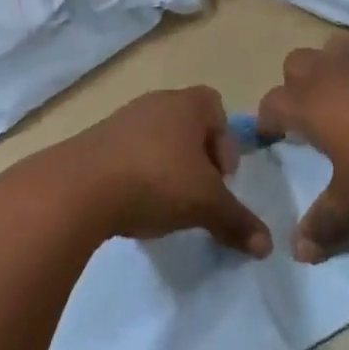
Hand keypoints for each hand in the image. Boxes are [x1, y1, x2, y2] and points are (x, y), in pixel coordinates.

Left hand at [59, 87, 271, 256]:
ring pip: (157, 139)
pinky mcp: (96, 141)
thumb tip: (268, 246)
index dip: (225, 141)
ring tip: (164, 204)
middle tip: (196, 193)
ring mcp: (121, 119)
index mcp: (185, 105)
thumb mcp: (205, 205)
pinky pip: (128, 152)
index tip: (220, 177)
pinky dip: (137, 174)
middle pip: (186, 124)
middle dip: (197, 159)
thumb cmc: (155, 181)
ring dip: (166, 167)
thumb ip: (237, 221)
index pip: (215, 106)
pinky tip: (133, 204)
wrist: (80, 187)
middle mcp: (154, 103)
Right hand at [258, 35, 348, 261]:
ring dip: (330, 68)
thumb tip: (299, 252)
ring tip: (346, 96)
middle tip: (310, 116)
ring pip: (332, 49)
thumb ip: (323, 224)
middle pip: (295, 64)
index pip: (272, 104)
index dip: (266, 121)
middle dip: (295, 86)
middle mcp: (330, 71)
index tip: (270, 137)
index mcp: (309, 103)